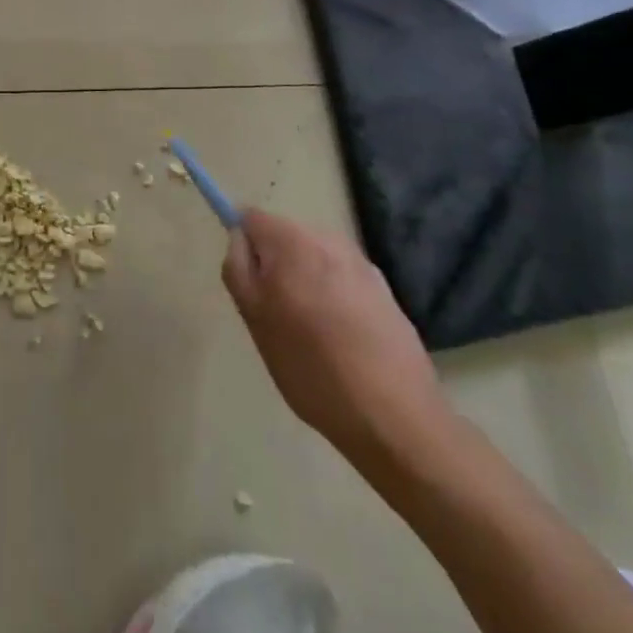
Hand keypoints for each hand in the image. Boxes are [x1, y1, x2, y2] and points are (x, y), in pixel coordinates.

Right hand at [223, 209, 453, 476]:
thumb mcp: (255, 320)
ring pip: (314, 259)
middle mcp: (329, 240)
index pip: (252, 218)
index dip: (243, 245)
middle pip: (285, 236)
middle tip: (274, 315)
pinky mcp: (384, 290)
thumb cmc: (312, 367)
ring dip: (304, 281)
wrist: (394, 415)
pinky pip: (341, 279)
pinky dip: (333, 297)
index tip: (247, 284)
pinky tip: (341, 340)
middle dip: (274, 265)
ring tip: (309, 333)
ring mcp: (361, 263)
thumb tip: (239, 237)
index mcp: (293, 242)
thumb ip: (239, 269)